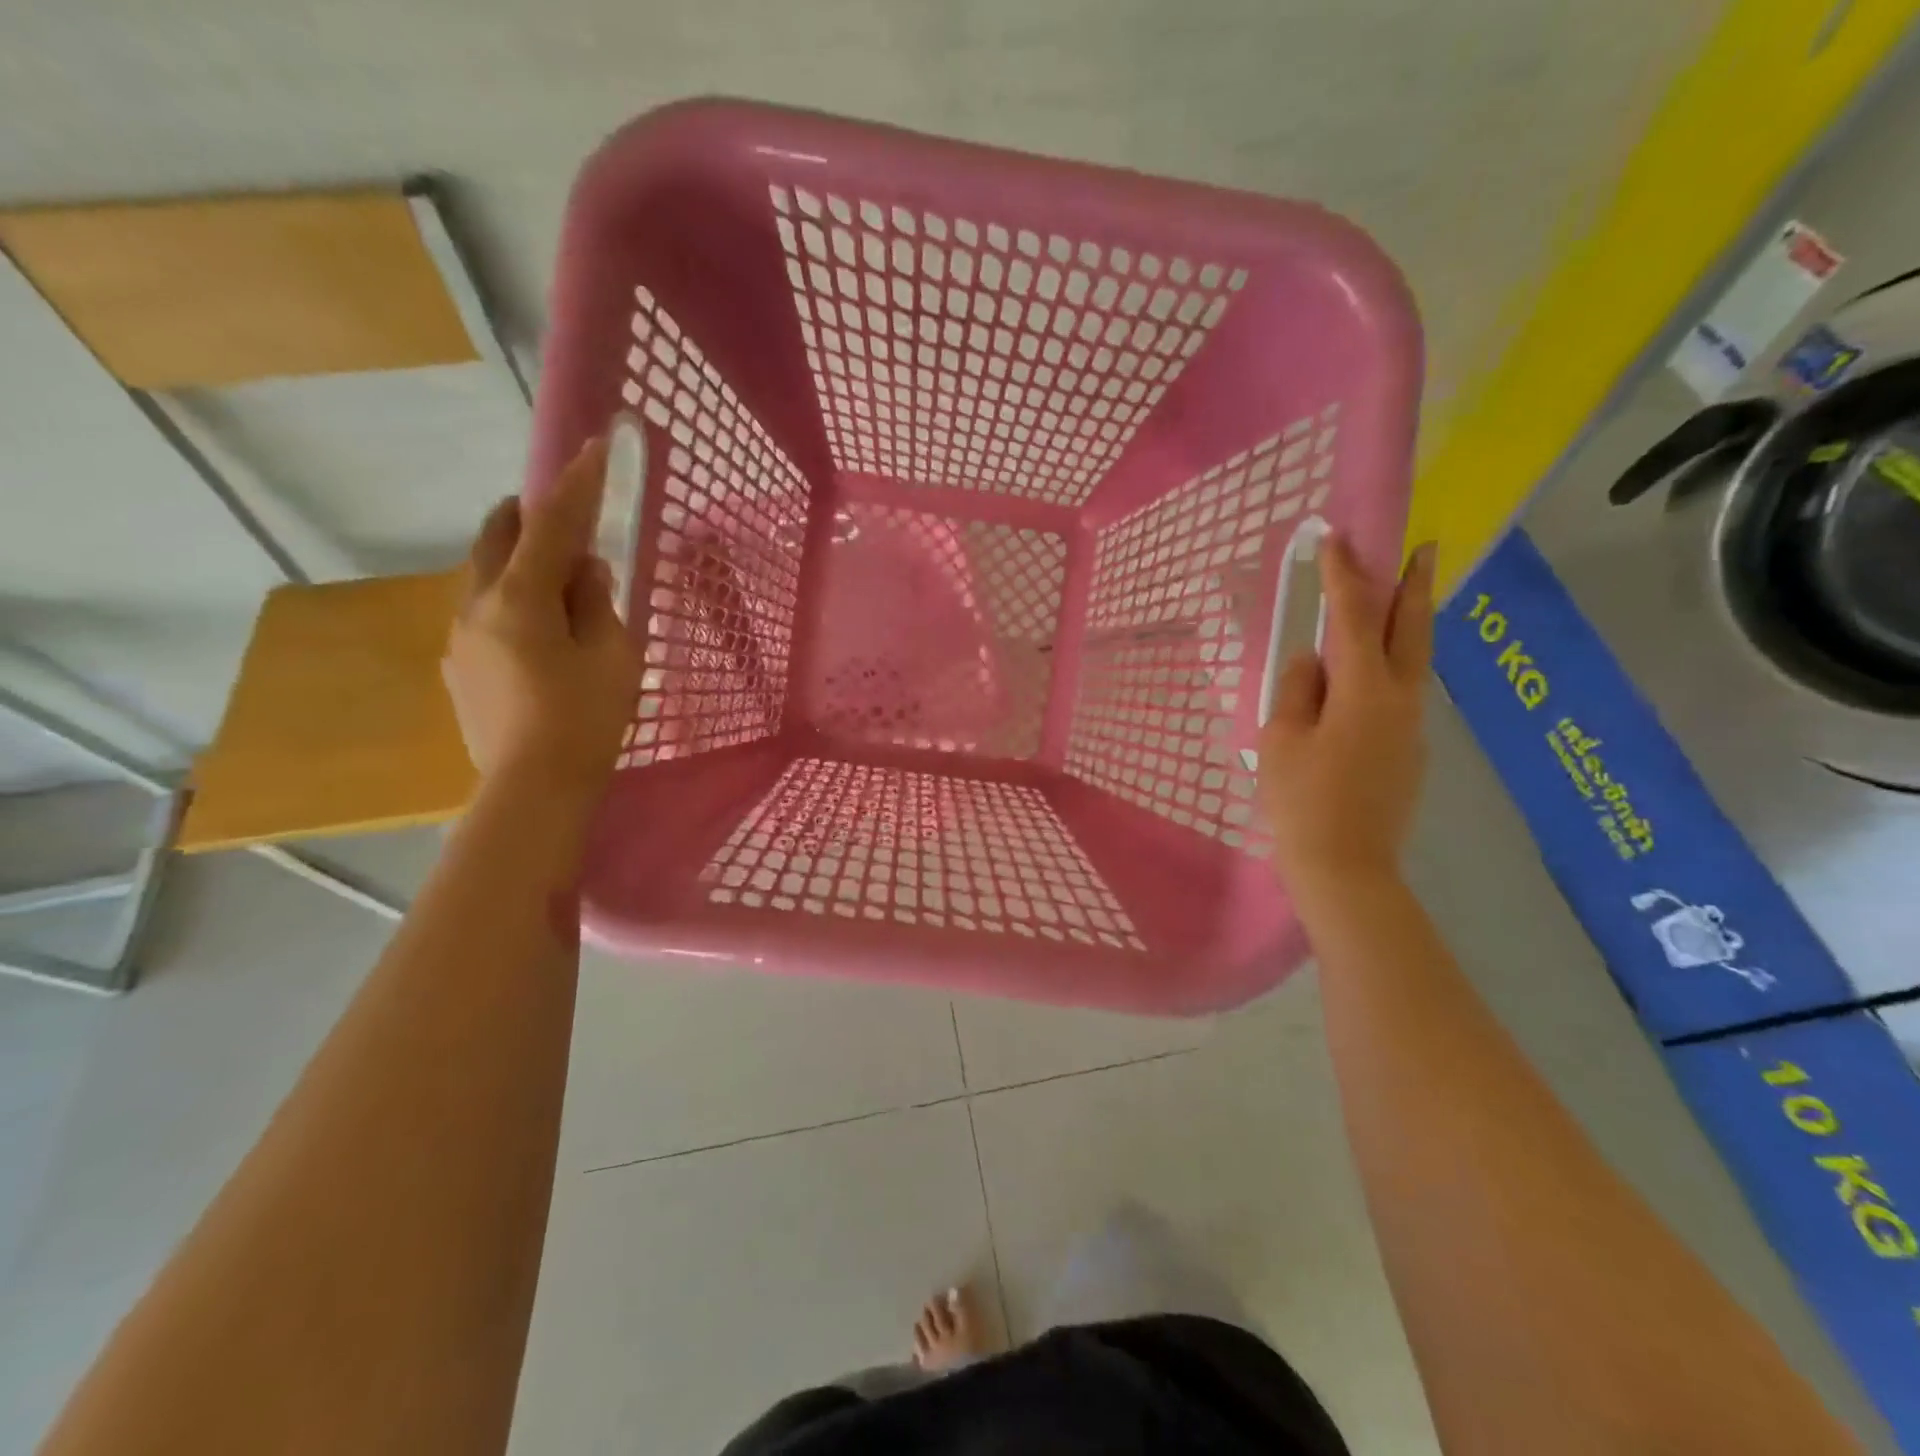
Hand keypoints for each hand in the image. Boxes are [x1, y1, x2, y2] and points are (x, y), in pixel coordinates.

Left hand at [443, 437, 639, 805]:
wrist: (534, 788)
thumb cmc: (586, 719)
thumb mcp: (613, 656)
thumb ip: (598, 603)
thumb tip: (586, 570)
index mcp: (520, 597)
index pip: (554, 524)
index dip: (577, 484)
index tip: (594, 447)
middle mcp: (477, 605)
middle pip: (497, 537)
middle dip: (530, 516)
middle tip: (564, 519)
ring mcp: (460, 638)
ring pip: (485, 576)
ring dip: (519, 563)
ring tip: (557, 585)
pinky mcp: (459, 668)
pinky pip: (482, 613)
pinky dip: (509, 602)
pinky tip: (536, 634)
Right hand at [1259, 537, 1434, 901]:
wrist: (1345, 867)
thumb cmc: (1302, 801)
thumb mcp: (1280, 739)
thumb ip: (1297, 690)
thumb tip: (1312, 662)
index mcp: (1363, 690)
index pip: (1354, 617)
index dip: (1344, 574)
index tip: (1337, 538)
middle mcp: (1400, 699)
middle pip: (1411, 628)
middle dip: (1413, 584)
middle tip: (1422, 546)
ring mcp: (1411, 726)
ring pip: (1414, 660)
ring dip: (1408, 622)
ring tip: (1398, 597)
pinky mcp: (1409, 751)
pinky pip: (1401, 692)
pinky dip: (1391, 665)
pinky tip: (1367, 675)